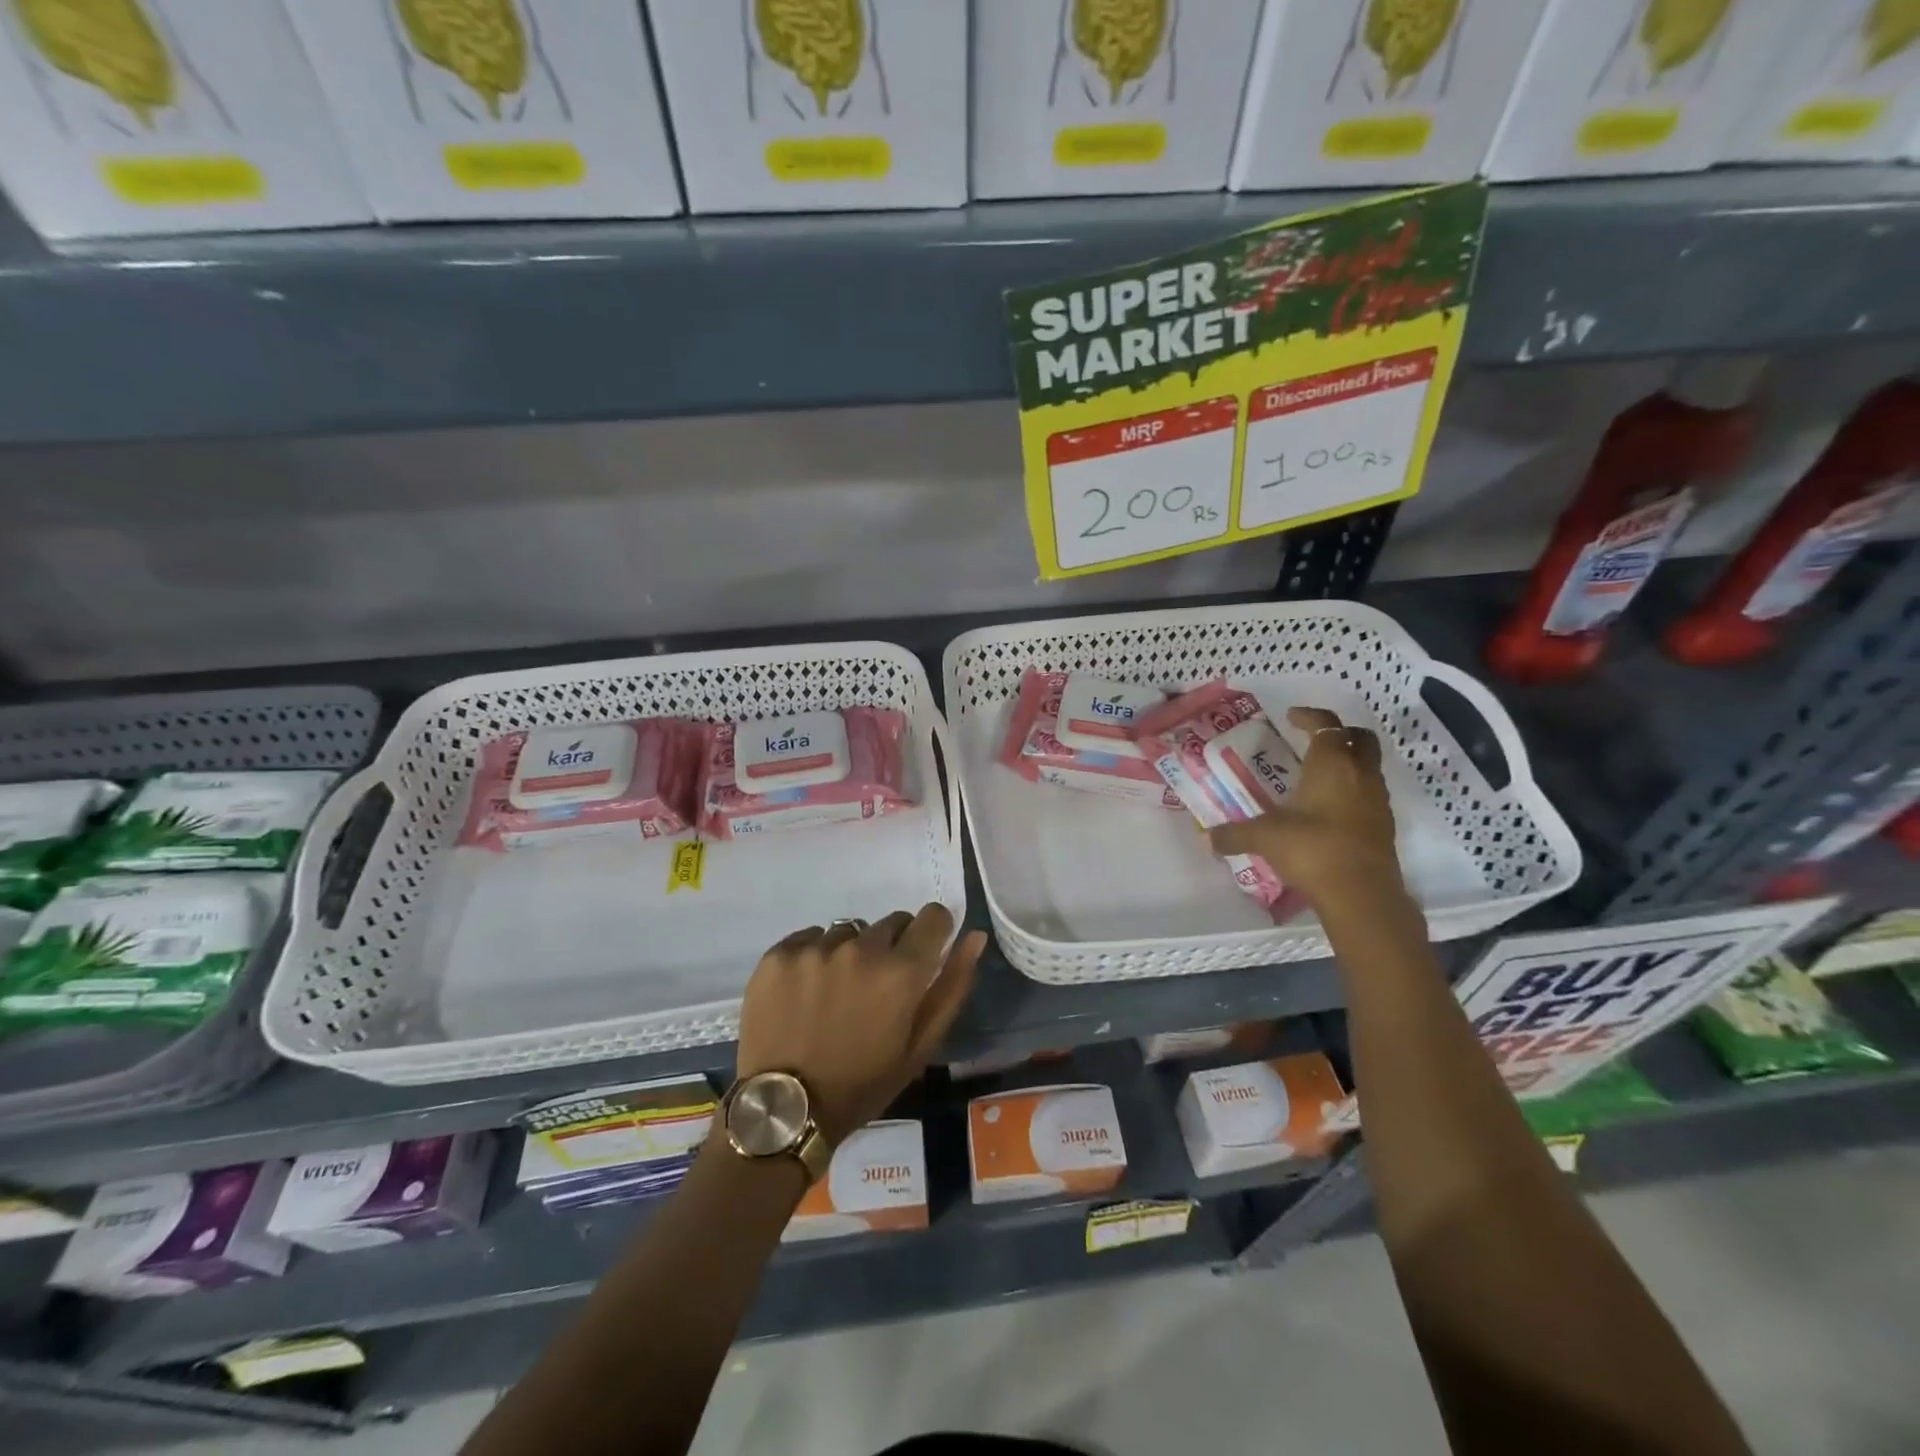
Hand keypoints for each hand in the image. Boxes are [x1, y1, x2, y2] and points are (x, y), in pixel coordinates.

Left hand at [735, 905, 986, 1145]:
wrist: (783, 1110)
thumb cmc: (861, 1085)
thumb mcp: (919, 1047)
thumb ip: (952, 987)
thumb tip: (974, 936)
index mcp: (901, 972)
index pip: (933, 917)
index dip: (934, 931)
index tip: (924, 952)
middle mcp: (861, 948)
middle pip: (891, 922)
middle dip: (893, 947)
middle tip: (876, 988)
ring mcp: (817, 948)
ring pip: (850, 930)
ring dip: (852, 952)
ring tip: (836, 994)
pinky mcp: (780, 954)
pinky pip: (811, 937)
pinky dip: (815, 955)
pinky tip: (806, 992)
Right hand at [1208, 706, 1406, 913]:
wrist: (1362, 895)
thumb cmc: (1312, 849)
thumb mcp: (1264, 838)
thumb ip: (1233, 834)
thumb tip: (1204, 838)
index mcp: (1331, 764)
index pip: (1325, 725)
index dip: (1309, 716)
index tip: (1291, 716)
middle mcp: (1360, 774)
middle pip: (1361, 738)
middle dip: (1340, 732)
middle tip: (1313, 739)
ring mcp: (1377, 800)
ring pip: (1369, 766)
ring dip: (1349, 762)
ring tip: (1318, 775)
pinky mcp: (1384, 825)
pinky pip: (1370, 793)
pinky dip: (1353, 790)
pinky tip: (1328, 808)